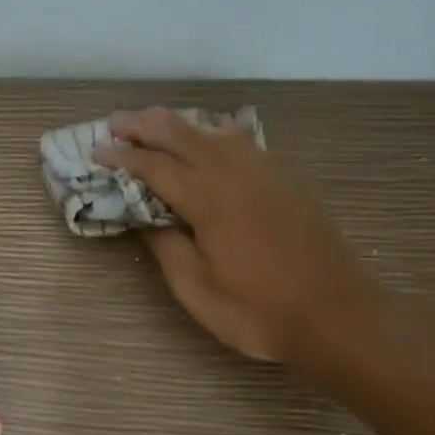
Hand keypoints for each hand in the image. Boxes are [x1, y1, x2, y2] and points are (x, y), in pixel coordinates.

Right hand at [94, 107, 381, 365]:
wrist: (338, 316)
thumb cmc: (259, 312)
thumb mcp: (198, 290)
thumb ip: (168, 248)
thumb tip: (146, 220)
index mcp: (209, 201)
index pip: (156, 168)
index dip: (124, 157)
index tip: (97, 150)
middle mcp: (237, 176)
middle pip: (185, 138)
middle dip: (147, 126)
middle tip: (117, 120)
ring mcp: (267, 176)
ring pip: (217, 135)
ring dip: (183, 124)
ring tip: (157, 118)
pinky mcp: (288, 183)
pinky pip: (247, 144)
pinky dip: (221, 133)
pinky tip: (216, 134)